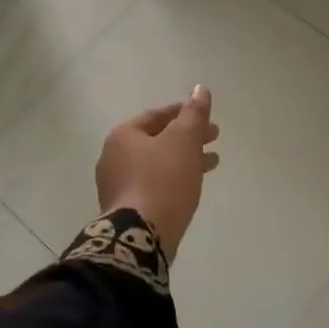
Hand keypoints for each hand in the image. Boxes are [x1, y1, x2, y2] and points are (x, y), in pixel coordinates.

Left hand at [95, 86, 219, 256]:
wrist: (140, 237)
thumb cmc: (162, 180)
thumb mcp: (183, 140)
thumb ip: (194, 114)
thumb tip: (200, 89)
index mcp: (123, 136)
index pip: (156, 116)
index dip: (183, 113)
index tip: (206, 117)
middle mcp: (114, 158)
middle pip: (157, 140)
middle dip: (187, 138)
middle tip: (214, 138)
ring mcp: (117, 186)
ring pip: (157, 164)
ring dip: (184, 160)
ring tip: (212, 163)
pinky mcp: (125, 211)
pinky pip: (153, 186)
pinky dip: (174, 180)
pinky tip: (191, 186)